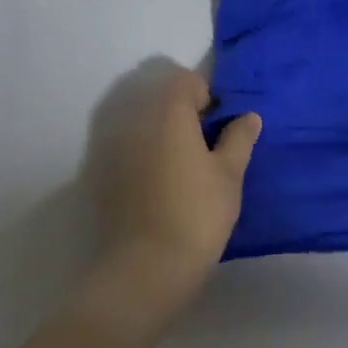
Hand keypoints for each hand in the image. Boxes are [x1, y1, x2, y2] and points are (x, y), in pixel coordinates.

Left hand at [92, 64, 259, 294]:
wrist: (145, 266)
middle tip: (207, 142)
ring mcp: (110, 144)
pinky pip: (125, 144)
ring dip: (162, 128)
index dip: (208, 96)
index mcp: (167, 111)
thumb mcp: (229, 174)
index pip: (186, 80)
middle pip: (158, 95)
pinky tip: (161, 180)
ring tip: (185, 161)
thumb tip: (248, 116)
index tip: (222, 125)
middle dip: (183, 109)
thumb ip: (239, 139)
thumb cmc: (197, 213)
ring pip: (140, 119)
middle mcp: (133, 118)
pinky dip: (143, 149)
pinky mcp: (99, 171)